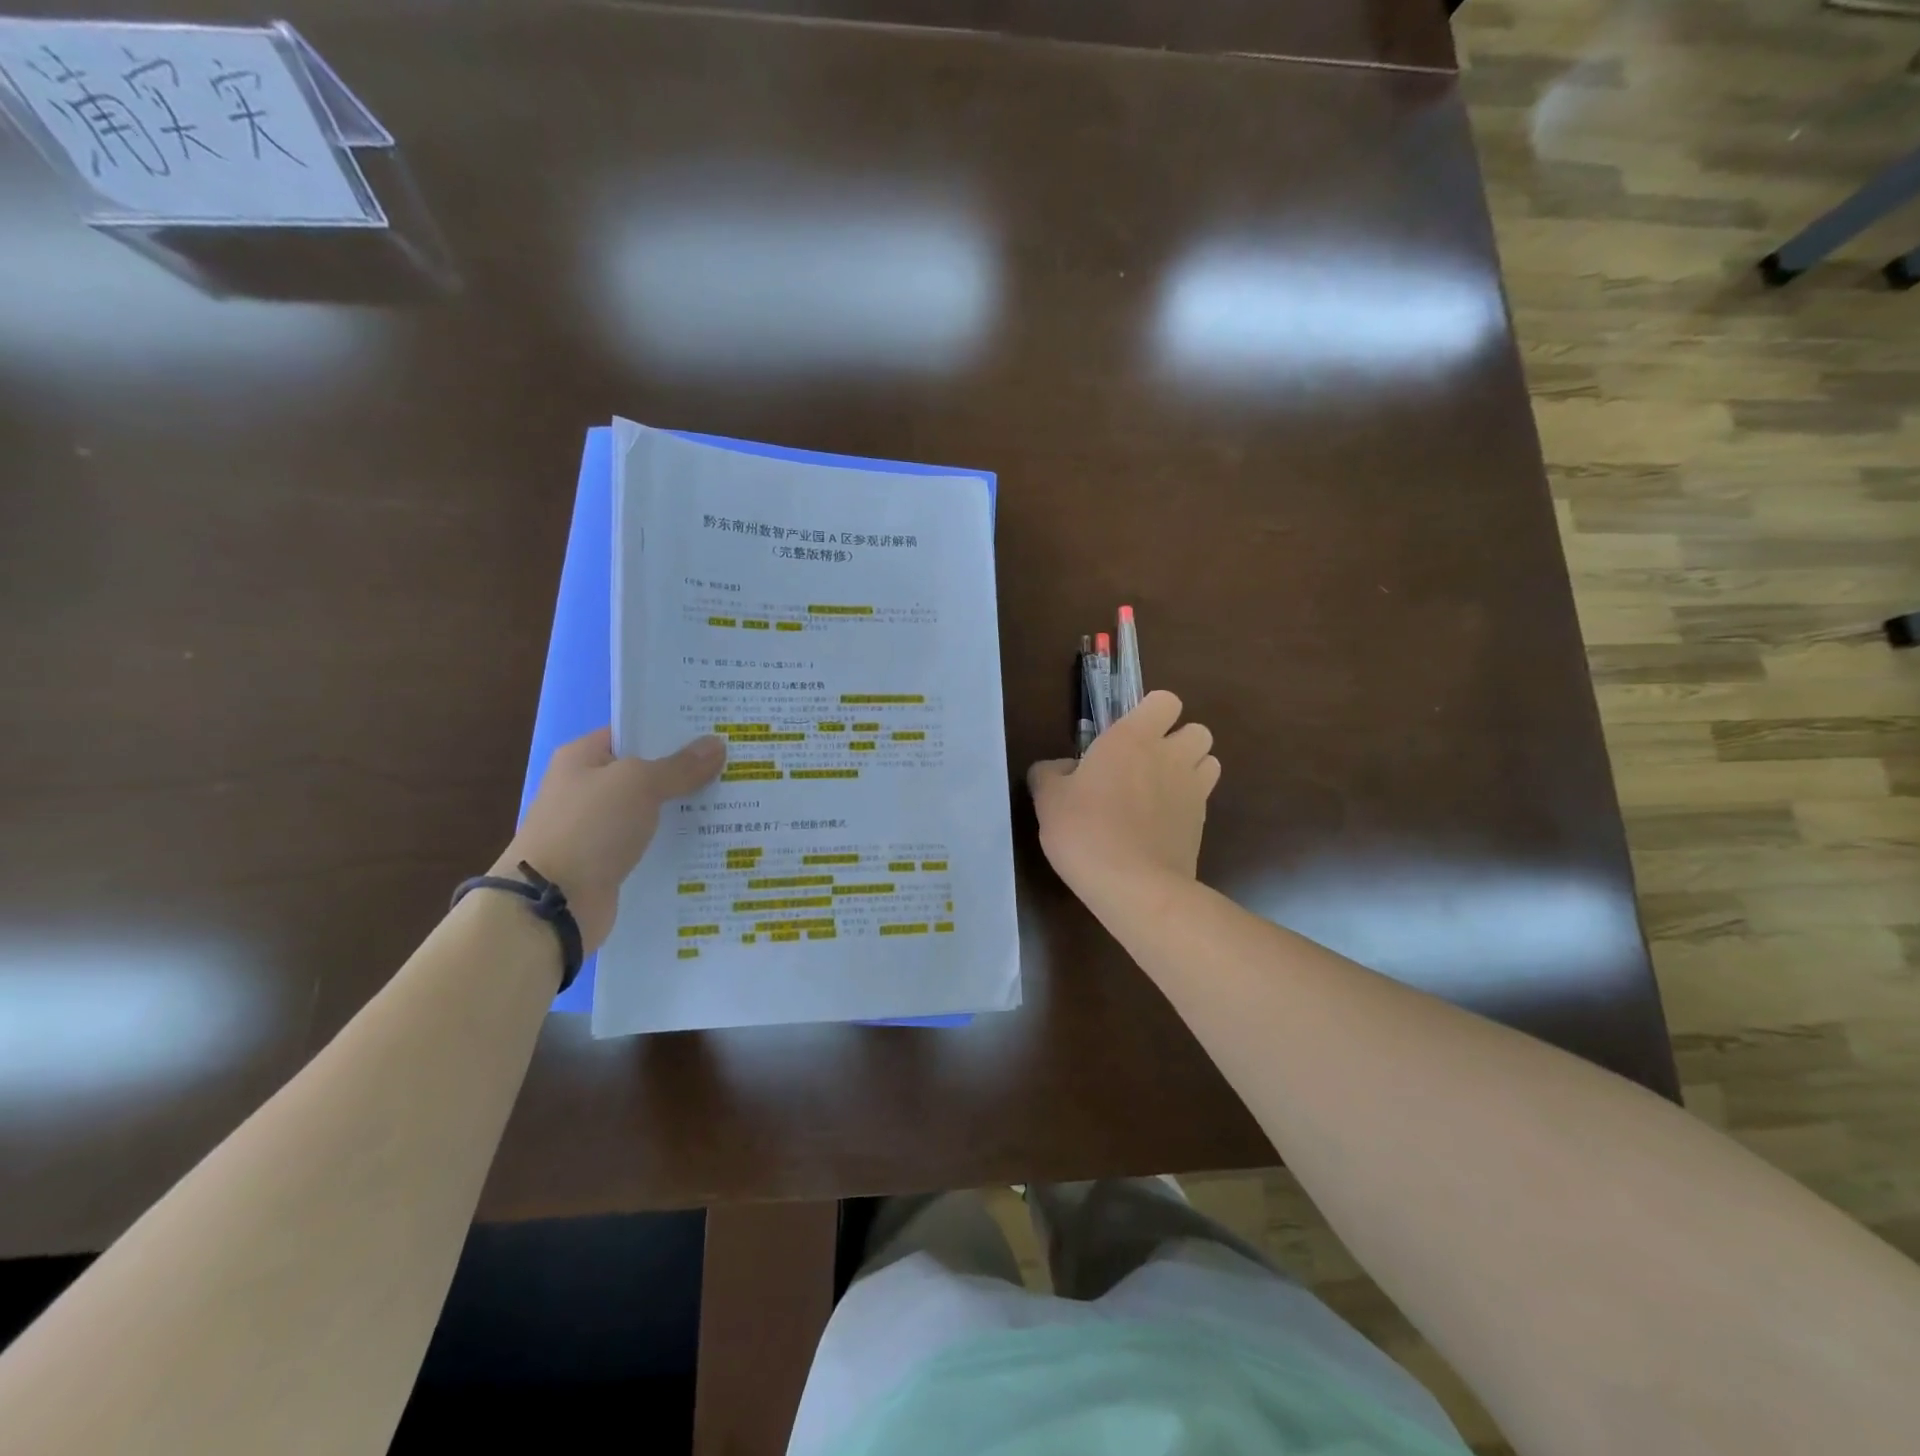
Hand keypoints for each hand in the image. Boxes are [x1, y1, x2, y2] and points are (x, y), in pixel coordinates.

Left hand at [495, 727, 725, 950]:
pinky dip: (677, 841)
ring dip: (687, 808)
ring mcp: (599, 827)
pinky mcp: (611, 862)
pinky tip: (713, 838)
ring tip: (737, 800)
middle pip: (648, 771)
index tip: (716, 730)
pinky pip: (652, 843)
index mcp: (583, 757)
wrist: (552, 904)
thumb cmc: (590, 828)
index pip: (635, 732)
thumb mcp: (639, 784)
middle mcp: (589, 788)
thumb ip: (680, 766)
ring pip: (653, 810)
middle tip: (737, 763)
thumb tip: (717, 744)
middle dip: (689, 770)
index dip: (674, 729)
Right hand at [1027, 690, 1219, 909]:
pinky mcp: (1203, 822)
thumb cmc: (1085, 830)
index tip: (1127, 735)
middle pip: (1197, 729)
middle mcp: (1170, 755)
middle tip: (1146, 763)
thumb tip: (1059, 769)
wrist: (1133, 885)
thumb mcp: (1048, 799)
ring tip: (1161, 790)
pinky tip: (1162, 822)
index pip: (1165, 701)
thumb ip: (1050, 774)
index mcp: (1133, 737)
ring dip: (1191, 767)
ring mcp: (1193, 789)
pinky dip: (1189, 801)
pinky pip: (1204, 797)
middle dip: (1178, 740)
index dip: (1151, 713)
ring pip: (1209, 760)